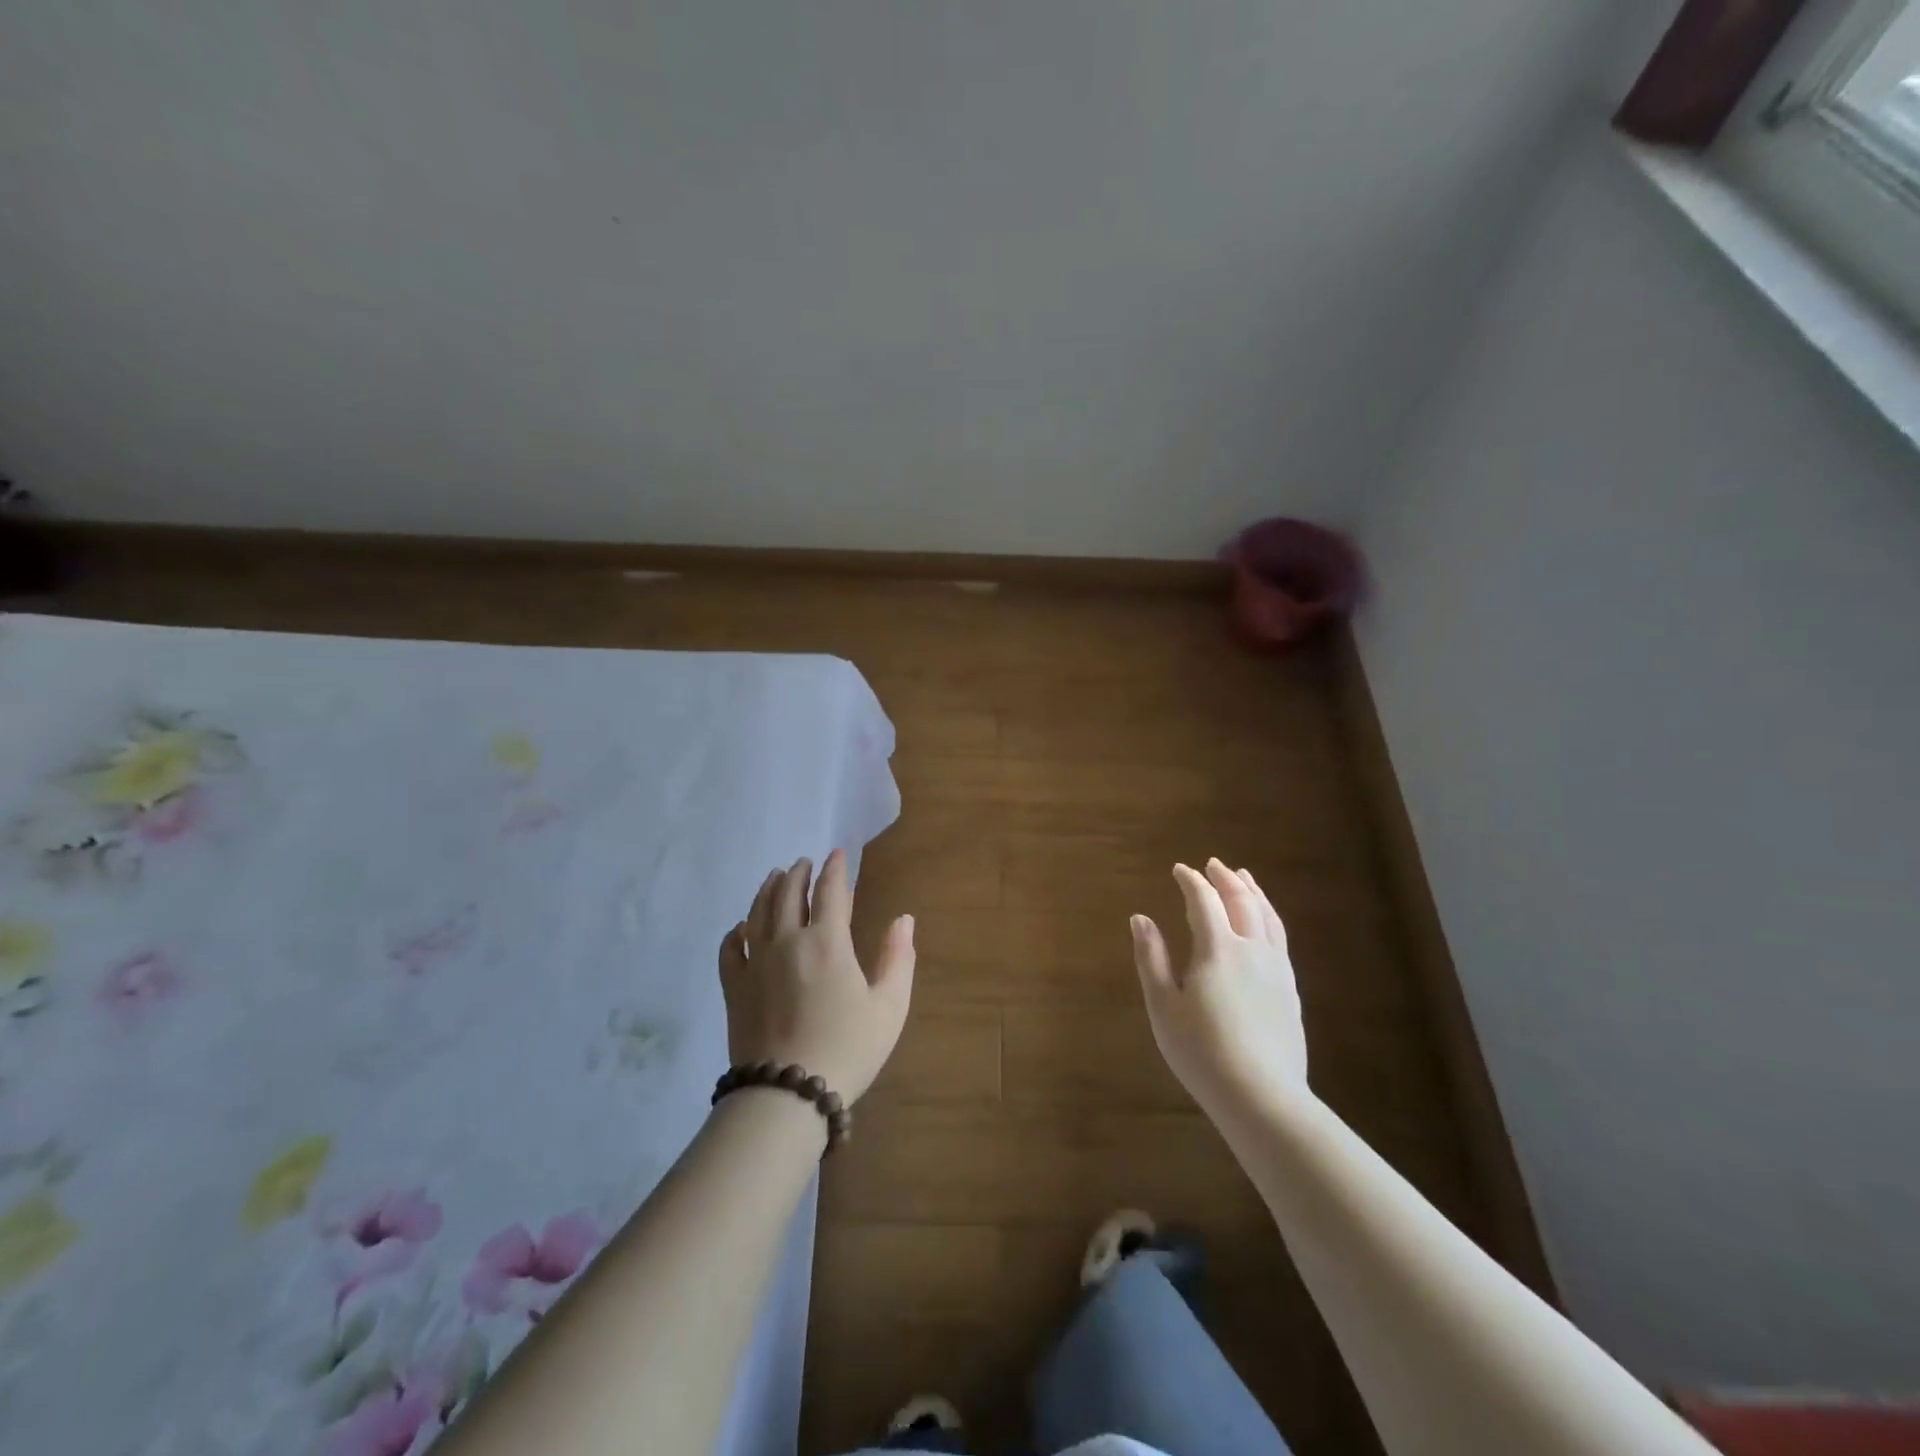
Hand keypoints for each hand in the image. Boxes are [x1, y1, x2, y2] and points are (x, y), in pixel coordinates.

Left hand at [718, 849, 915, 1104]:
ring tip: (775, 877)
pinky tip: (741, 927)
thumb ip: (898, 958)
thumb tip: (904, 919)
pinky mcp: (734, 987)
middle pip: (788, 893)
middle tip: (804, 862)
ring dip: (768, 889)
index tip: (837, 854)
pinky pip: (730, 948)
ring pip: (757, 912)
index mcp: (828, 942)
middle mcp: (788, 941)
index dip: (835, 869)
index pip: (830, 891)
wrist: (787, 1094)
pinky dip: (736, 931)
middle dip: (798, 873)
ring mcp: (756, 963)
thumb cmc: (847, 1048)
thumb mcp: (889, 1006)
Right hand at [1130, 859, 1308, 1113]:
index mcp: (1218, 948)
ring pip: (1268, 917)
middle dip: (1225, 879)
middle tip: (1213, 865)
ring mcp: (1277, 970)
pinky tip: (1264, 925)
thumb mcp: (1163, 1005)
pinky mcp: (1290, 990)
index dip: (1190, 881)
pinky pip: (1280, 939)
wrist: (1262, 1097)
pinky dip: (1269, 918)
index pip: (1204, 901)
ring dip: (1253, 893)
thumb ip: (1151, 957)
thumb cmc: (1201, 1051)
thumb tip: (1140, 918)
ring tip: (1244, 879)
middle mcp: (1252, 949)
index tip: (1179, 870)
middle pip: (1242, 901)